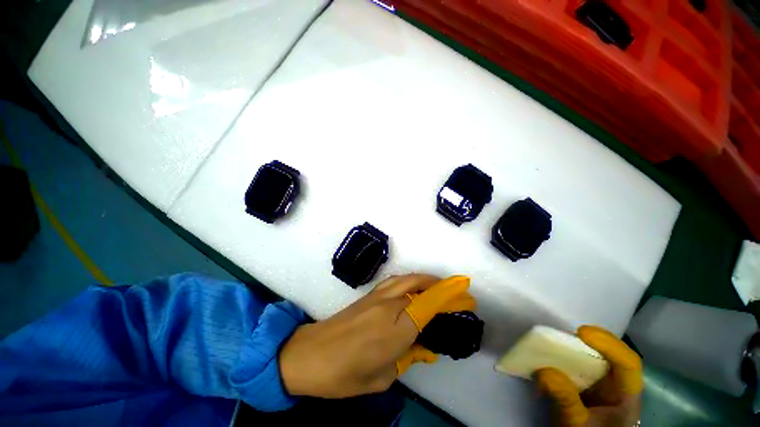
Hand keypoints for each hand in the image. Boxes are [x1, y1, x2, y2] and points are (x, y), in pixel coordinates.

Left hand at [278, 274, 475, 398]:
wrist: (308, 354)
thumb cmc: (344, 374)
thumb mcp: (382, 377)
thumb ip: (407, 358)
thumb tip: (426, 348)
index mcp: (396, 329)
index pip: (430, 306)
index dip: (451, 298)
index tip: (468, 296)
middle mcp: (389, 306)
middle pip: (421, 286)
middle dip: (442, 285)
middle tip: (457, 289)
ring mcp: (377, 296)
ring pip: (408, 279)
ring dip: (426, 279)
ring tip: (439, 286)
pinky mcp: (368, 295)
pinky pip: (395, 281)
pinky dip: (410, 280)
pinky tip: (413, 287)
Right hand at [535, 326, 642, 426]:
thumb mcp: (576, 424)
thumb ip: (565, 400)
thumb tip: (544, 371)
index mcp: (625, 395)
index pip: (628, 363)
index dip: (609, 344)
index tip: (581, 332)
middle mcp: (616, 384)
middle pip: (611, 354)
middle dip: (589, 340)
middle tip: (564, 334)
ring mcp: (600, 382)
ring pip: (594, 355)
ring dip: (574, 345)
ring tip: (553, 341)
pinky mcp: (584, 382)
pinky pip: (577, 362)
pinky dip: (564, 354)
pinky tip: (550, 354)